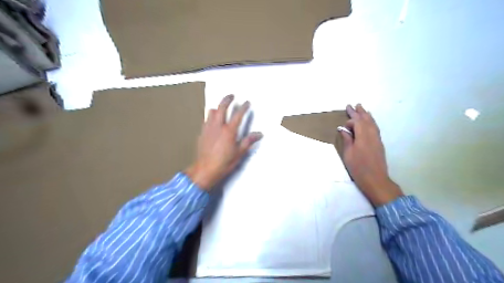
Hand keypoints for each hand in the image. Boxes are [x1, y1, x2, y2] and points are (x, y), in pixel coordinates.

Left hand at [185, 94, 263, 189]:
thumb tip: (258, 135)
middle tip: (231, 96)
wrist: (205, 169)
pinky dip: (210, 116)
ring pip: (211, 112)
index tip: (247, 103)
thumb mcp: (239, 153)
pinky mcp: (202, 133)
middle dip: (227, 100)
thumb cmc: (223, 163)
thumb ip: (248, 141)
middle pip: (222, 108)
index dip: (244, 107)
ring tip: (220, 107)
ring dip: (217, 107)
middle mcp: (218, 127)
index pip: (238, 115)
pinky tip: (212, 120)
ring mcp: (208, 129)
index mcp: (229, 132)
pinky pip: (206, 120)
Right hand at [341, 104, 403, 204]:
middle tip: (355, 104)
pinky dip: (371, 122)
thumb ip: (347, 140)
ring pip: (373, 123)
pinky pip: (375, 128)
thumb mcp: (348, 154)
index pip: (358, 122)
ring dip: (367, 116)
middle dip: (360, 112)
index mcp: (363, 136)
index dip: (351, 118)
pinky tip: (369, 122)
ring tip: (363, 109)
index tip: (345, 118)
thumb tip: (343, 129)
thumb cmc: (358, 168)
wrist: (376, 180)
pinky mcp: (379, 144)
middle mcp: (372, 135)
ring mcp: (377, 139)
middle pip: (366, 120)